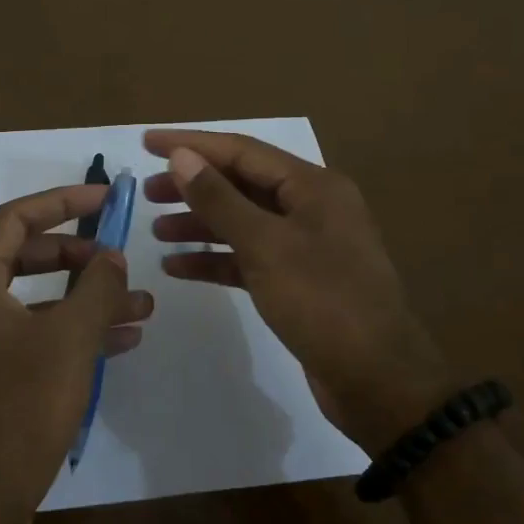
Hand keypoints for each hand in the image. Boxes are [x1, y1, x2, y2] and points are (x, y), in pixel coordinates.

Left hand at [0, 184, 154, 523]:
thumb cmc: (18, 410)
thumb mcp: (69, 340)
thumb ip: (96, 287)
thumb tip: (111, 256)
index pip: (15, 218)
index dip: (61, 201)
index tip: (104, 198)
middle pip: (23, 258)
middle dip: (78, 257)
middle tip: (118, 262)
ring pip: (32, 303)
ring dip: (83, 301)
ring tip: (139, 308)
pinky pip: (28, 339)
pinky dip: (68, 335)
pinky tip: (116, 344)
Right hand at [144, 129, 444, 452]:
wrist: (377, 381)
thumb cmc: (323, 302)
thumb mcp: (266, 246)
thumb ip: (220, 199)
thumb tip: (181, 156)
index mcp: (313, 186)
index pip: (242, 151)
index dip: (192, 144)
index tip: (147, 142)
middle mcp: (311, 208)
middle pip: (242, 184)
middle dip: (194, 185)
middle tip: (147, 192)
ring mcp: (305, 246)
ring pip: (243, 222)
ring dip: (200, 223)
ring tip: (156, 229)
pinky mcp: (297, 282)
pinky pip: (248, 259)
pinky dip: (215, 259)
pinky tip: (178, 267)